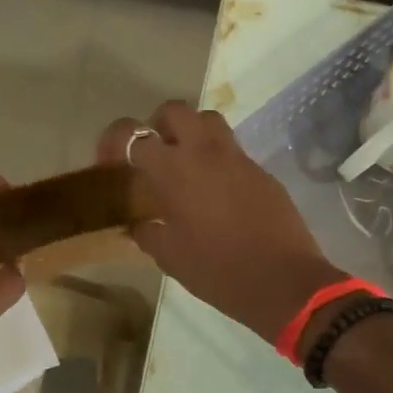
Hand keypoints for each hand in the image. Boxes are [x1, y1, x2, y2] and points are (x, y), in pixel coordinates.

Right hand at [99, 103, 346, 342]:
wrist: (282, 280)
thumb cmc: (218, 271)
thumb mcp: (171, 258)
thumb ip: (148, 234)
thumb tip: (141, 224)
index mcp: (173, 170)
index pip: (131, 134)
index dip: (114, 141)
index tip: (110, 163)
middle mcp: (204, 152)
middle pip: (175, 111)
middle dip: (157, 126)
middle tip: (153, 156)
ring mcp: (238, 158)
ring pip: (209, 121)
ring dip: (192, 133)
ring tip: (186, 165)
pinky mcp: (262, 171)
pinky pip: (234, 151)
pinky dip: (218, 160)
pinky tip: (218, 193)